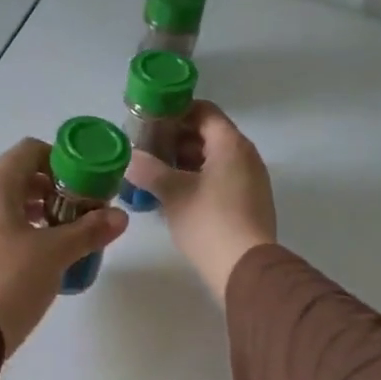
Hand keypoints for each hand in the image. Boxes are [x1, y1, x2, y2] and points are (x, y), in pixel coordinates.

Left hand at [0, 138, 127, 354]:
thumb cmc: (9, 282)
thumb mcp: (55, 255)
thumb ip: (89, 231)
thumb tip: (120, 216)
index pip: (28, 151)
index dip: (60, 161)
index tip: (81, 187)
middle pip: (13, 179)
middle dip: (48, 193)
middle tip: (73, 218)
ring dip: (28, 216)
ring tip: (52, 243)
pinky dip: (5, 236)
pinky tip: (22, 266)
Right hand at [125, 101, 275, 302]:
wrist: (246, 268)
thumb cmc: (209, 222)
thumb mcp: (172, 193)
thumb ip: (148, 170)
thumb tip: (130, 158)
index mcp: (231, 144)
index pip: (204, 111)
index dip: (176, 111)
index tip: (150, 120)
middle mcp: (246, 156)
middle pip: (208, 134)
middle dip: (175, 138)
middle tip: (146, 148)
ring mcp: (250, 180)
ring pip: (213, 159)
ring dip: (184, 161)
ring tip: (154, 173)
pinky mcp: (249, 202)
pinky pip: (220, 179)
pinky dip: (197, 179)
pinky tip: (173, 195)